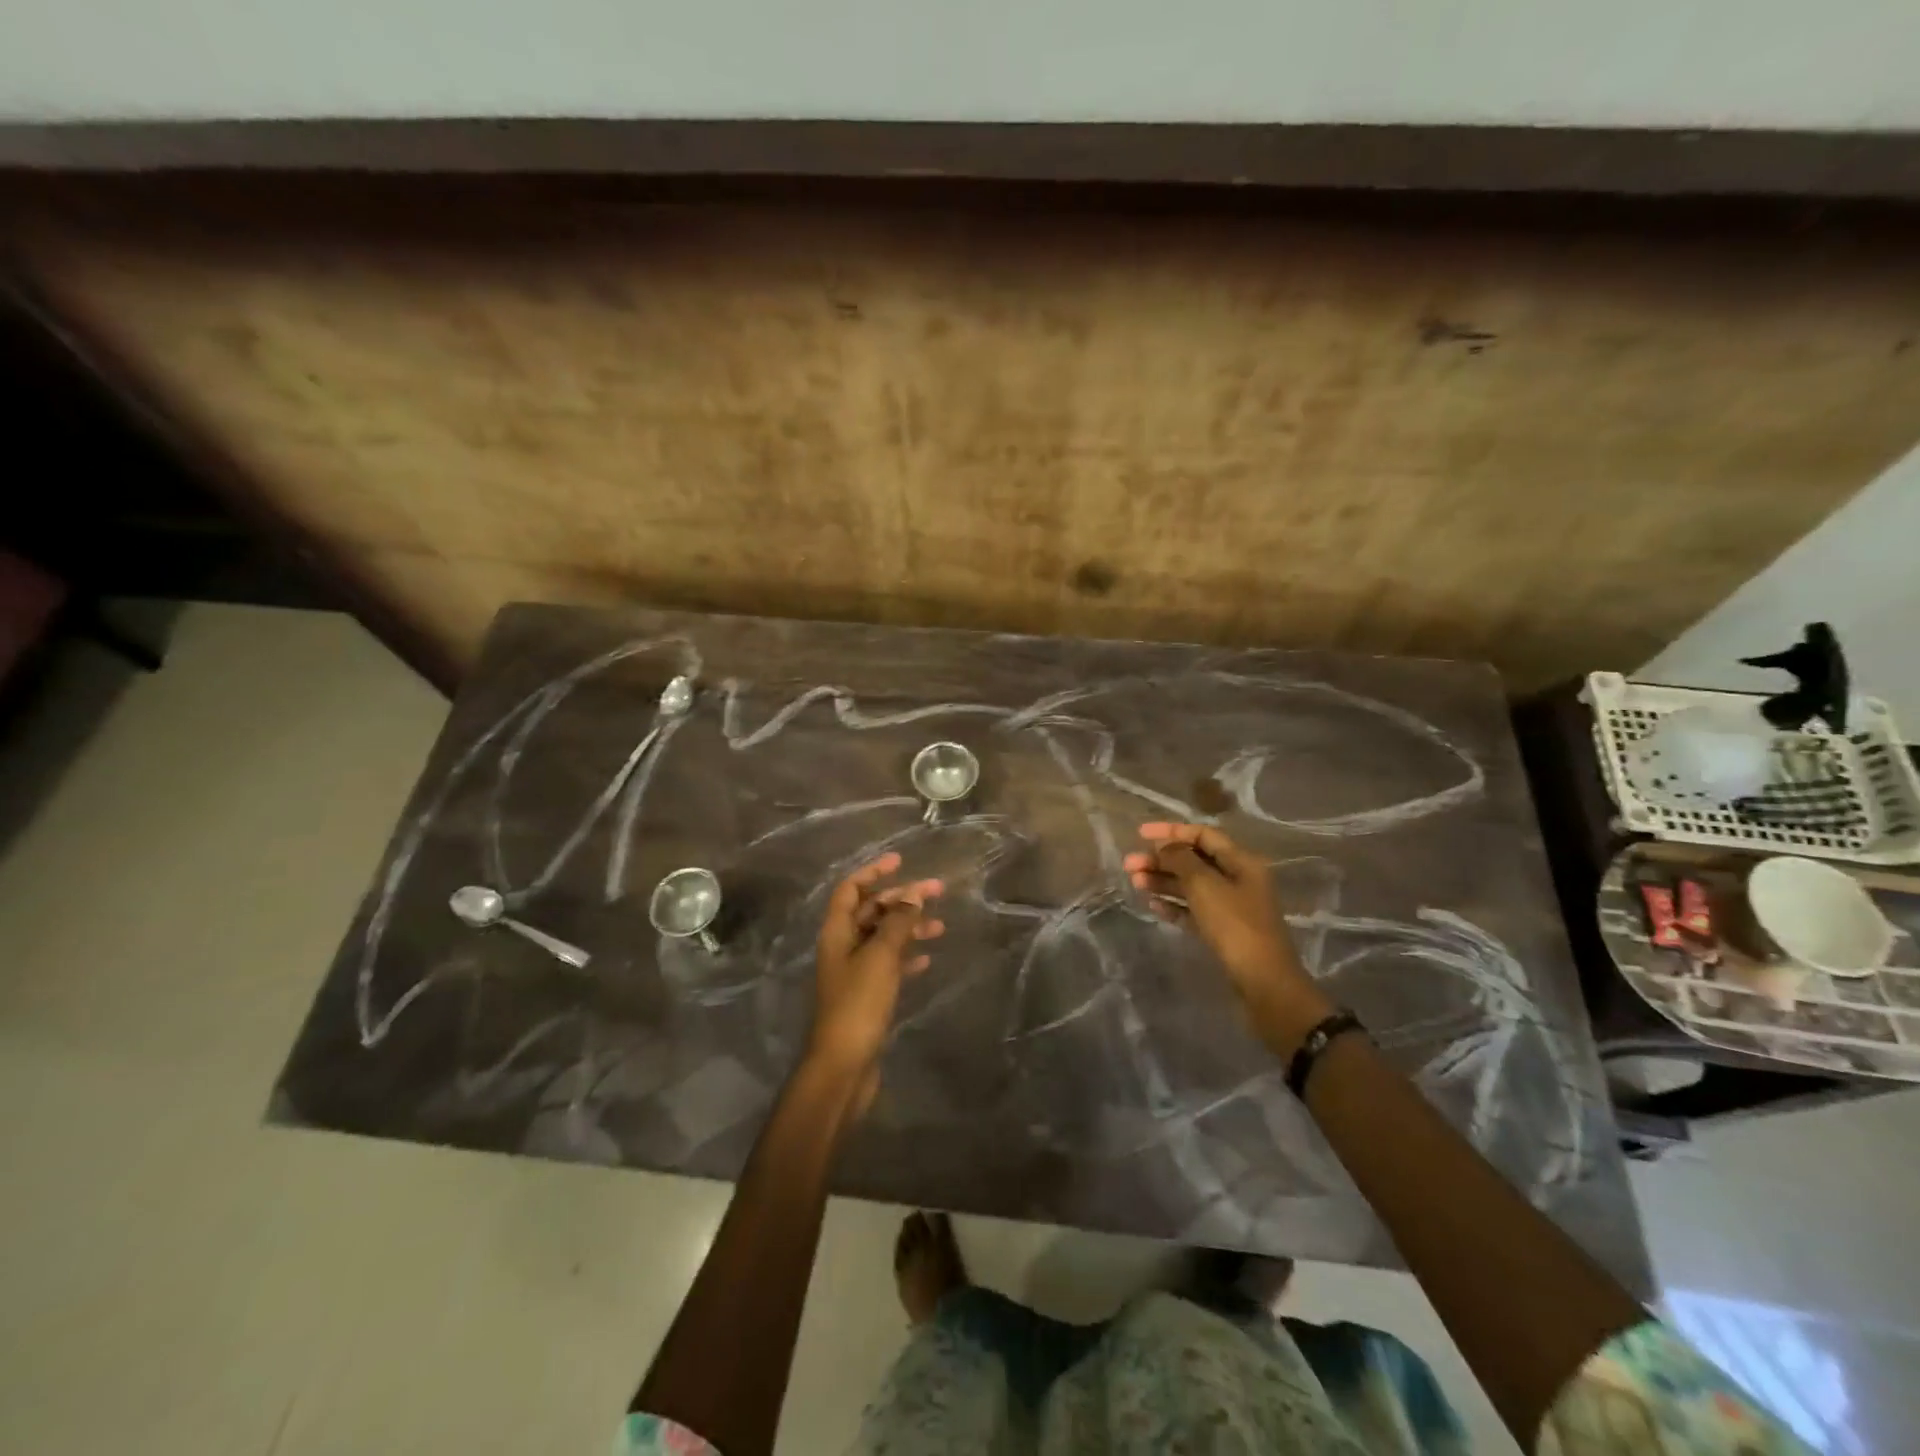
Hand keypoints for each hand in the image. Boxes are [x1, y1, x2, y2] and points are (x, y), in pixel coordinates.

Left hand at [807, 853, 944, 1083]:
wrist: (843, 1065)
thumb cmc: (858, 1004)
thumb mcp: (880, 957)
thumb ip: (898, 922)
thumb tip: (914, 893)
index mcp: (837, 932)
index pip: (850, 889)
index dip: (873, 872)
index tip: (900, 860)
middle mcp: (842, 947)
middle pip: (871, 911)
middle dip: (901, 898)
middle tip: (937, 891)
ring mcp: (853, 972)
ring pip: (883, 938)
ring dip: (908, 927)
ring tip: (940, 927)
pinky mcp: (866, 995)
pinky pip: (888, 965)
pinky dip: (906, 957)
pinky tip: (927, 959)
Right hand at [1123, 822, 1329, 1045]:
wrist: (1263, 983)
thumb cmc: (1235, 926)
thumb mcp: (1204, 886)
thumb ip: (1181, 860)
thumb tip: (1165, 846)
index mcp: (1241, 862)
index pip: (1203, 835)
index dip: (1171, 831)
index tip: (1140, 833)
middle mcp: (1238, 880)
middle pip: (1194, 861)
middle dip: (1161, 860)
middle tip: (1129, 865)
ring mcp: (1231, 907)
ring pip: (1191, 886)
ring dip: (1163, 881)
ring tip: (1135, 883)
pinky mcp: (1223, 932)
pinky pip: (1193, 910)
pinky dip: (1173, 905)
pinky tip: (1152, 905)